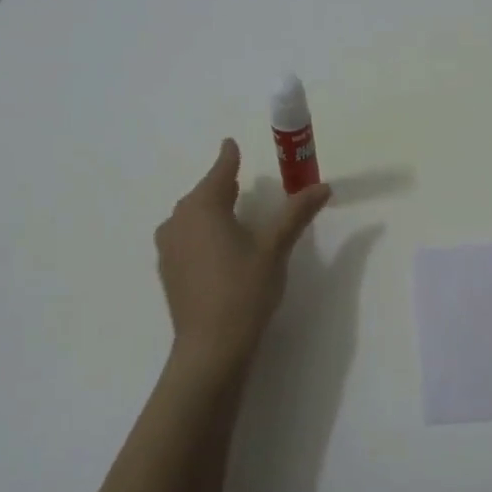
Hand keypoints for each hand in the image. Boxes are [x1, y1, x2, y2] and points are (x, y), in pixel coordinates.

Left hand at [155, 139, 330, 371]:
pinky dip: (203, 232)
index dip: (229, 157)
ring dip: (211, 210)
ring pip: (191, 216)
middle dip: (222, 184)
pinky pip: (186, 238)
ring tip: (233, 213)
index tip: (232, 144)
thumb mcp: (275, 248)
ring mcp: (168, 247)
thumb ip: (296, 213)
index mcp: (203, 206)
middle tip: (242, 181)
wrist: (211, 348)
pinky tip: (219, 247)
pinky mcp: (168, 271)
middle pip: (203, 193)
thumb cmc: (244, 290)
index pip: (220, 171)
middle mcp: (178, 220)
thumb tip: (323, 186)